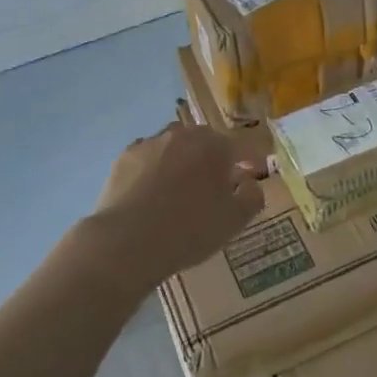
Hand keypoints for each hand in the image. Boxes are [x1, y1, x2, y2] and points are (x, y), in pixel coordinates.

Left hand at [82, 122, 265, 291]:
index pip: (240, 145)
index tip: (252, 171)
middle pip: (205, 140)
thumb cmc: (189, 230)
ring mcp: (150, 143)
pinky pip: (147, 157)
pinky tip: (150, 191)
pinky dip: (153, 168)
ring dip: (181, 159)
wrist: (127, 241)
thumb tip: (249, 182)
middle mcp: (182, 135)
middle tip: (215, 183)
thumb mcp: (234, 221)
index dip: (250, 158)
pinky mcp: (124, 157)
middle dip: (213, 157)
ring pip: (173, 145)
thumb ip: (251, 196)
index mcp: (214, 146)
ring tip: (179, 187)